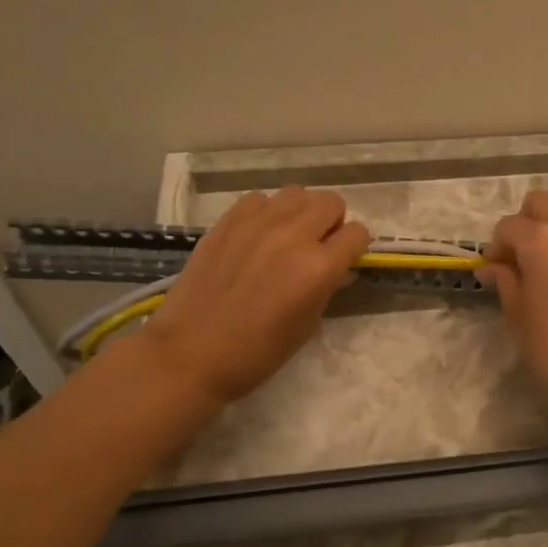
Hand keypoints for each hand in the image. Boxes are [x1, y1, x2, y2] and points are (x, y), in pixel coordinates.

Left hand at [124, 187, 369, 406]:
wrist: (190, 353)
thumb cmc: (256, 353)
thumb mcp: (306, 326)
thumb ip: (327, 288)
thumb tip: (337, 269)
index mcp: (318, 268)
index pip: (357, 233)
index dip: (354, 247)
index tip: (344, 259)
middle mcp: (292, 235)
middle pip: (331, 202)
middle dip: (332, 222)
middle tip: (318, 245)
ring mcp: (257, 223)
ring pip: (296, 193)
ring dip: (300, 212)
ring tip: (287, 236)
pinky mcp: (228, 221)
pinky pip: (259, 199)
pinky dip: (266, 212)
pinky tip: (256, 236)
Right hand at [478, 190, 547, 424]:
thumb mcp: (518, 316)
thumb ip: (504, 281)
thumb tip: (492, 267)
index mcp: (541, 241)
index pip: (507, 227)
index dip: (495, 248)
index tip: (493, 272)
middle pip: (540, 203)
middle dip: (524, 224)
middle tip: (519, 259)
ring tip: (547, 264)